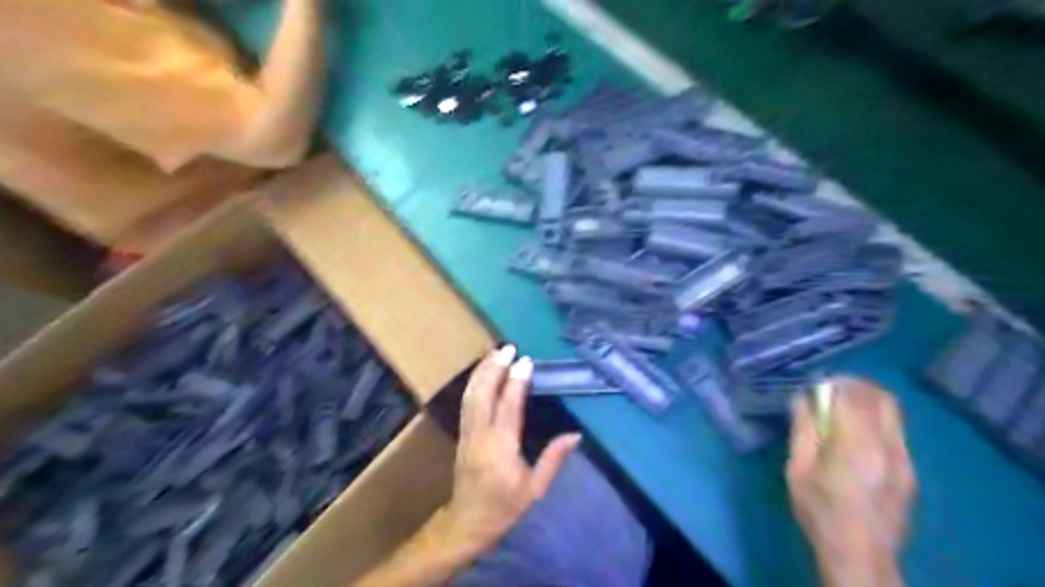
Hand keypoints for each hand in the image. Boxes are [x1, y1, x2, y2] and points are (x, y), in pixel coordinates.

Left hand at [442, 344, 584, 555]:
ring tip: (493, 351)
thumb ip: (553, 459)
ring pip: (471, 394)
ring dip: (482, 370)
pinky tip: (480, 371)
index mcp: (501, 446)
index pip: (508, 406)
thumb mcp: (535, 489)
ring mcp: (468, 432)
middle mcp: (481, 433)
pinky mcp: (462, 433)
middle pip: (484, 393)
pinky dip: (473, 381)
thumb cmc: (505, 506)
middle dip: (494, 367)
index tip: (525, 361)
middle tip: (507, 347)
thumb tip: (575, 434)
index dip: (516, 382)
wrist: (467, 521)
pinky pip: (466, 401)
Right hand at [788, 378, 916, 585]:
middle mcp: (887, 445)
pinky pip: (896, 430)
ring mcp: (904, 458)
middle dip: (855, 386)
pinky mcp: (909, 470)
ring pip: (893, 412)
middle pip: (881, 397)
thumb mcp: (798, 468)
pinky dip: (876, 420)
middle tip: (831, 391)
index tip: (815, 386)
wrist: (859, 553)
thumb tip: (803, 399)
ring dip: (867, 401)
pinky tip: (856, 435)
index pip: (851, 395)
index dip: (833, 383)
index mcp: (856, 443)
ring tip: (842, 409)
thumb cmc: (820, 509)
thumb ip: (803, 429)